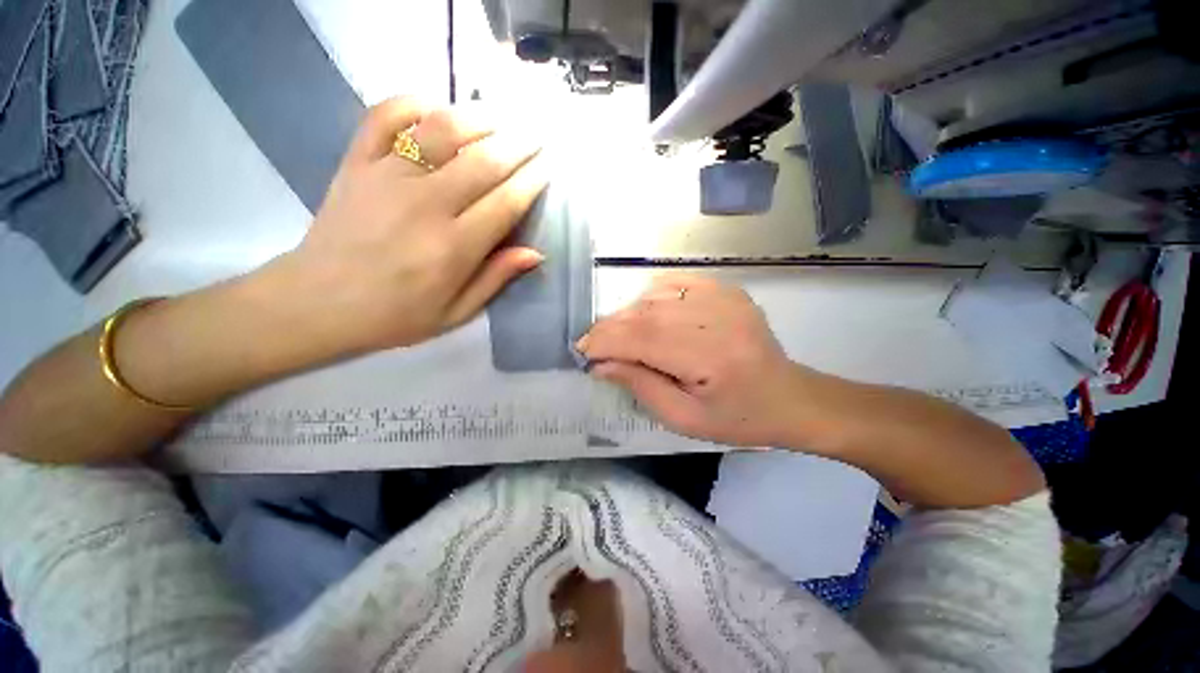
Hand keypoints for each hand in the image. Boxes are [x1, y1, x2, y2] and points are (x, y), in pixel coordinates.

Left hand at [281, 97, 547, 354]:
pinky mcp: (357, 162)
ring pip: (442, 129)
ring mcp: (387, 177)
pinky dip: (413, 102)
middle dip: (519, 144)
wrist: (317, 302)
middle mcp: (426, 205)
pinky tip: (436, 107)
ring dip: (479, 117)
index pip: (506, 202)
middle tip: (537, 136)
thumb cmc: (396, 314)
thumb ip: (496, 278)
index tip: (549, 167)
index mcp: (454, 247)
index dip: (533, 181)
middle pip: (484, 160)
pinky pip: (385, 115)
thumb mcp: (456, 312)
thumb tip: (535, 253)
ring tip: (502, 117)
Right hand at [577, 274, 815, 446]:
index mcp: (711, 358)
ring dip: (627, 315)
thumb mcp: (683, 419)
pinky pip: (674, 283)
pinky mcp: (725, 289)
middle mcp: (717, 318)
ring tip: (616, 335)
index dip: (605, 341)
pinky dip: (650, 296)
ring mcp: (724, 297)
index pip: (642, 338)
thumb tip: (601, 364)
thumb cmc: (737, 418)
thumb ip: (640, 386)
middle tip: (592, 344)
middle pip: (645, 313)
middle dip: (610, 328)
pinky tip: (646, 314)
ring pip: (655, 296)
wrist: (789, 396)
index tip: (582, 352)